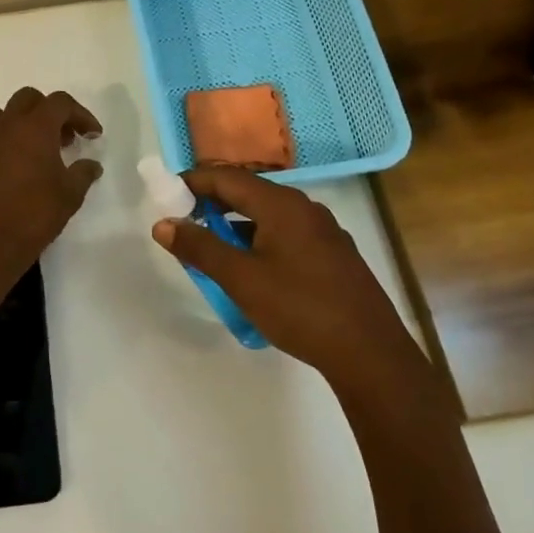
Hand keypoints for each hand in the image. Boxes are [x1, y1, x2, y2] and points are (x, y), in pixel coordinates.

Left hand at [0, 88, 103, 278]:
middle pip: (26, 98)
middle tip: (59, 140)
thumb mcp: (70, 196)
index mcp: (36, 128)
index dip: (80, 114)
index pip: (61, 103)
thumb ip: (83, 174)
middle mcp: (5, 125)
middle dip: (46, 112)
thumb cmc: (34, 218)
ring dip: (7, 118)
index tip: (91, 136)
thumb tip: (92, 164)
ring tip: (17, 141)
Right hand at [151, 166, 419, 380]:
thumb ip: (200, 248)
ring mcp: (323, 232)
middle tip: (183, 224)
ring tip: (211, 251)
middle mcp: (305, 208)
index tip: (166, 197)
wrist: (370, 354)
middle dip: (212, 205)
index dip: (193, 183)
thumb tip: (163, 224)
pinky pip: (285, 235)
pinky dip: (258, 241)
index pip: (227, 177)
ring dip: (235, 227)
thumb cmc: (300, 309)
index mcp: (282, 204)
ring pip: (267, 217)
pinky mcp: (333, 256)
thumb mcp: (241, 279)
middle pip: (248, 193)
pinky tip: (251, 270)